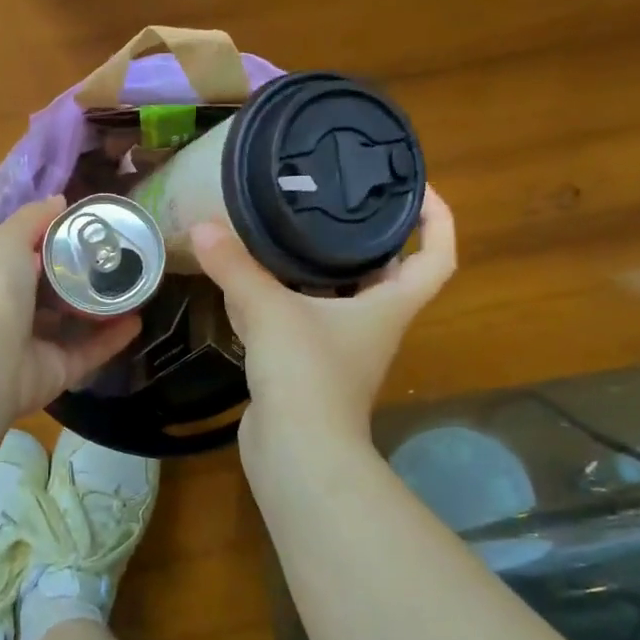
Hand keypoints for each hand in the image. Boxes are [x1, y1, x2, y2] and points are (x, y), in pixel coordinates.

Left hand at [0, 197, 143, 415]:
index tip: (96, 229)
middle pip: (60, 291)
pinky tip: (138, 320)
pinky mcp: (62, 370)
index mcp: (6, 279)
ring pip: (79, 324)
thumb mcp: (10, 239)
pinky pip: (93, 351)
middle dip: (88, 277)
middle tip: (125, 259)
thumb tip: (61, 199)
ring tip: (138, 288)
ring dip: (106, 308)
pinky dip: (115, 338)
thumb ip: (34, 218)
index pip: (36, 257)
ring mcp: (42, 343)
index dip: (62, 242)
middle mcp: (22, 311)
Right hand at [191, 186, 456, 445]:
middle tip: (334, 199)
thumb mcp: (269, 310)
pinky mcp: (309, 367)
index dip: (437, 219)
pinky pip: (303, 320)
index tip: (416, 187)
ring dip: (319, 267)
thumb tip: (202, 227)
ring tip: (288, 229)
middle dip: (368, 235)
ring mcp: (342, 349)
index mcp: (389, 305)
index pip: (436, 256)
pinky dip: (283, 299)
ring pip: (340, 296)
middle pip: (386, 272)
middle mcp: (373, 325)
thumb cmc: (305, 374)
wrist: (296, 452)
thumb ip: (236, 267)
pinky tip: (251, 282)